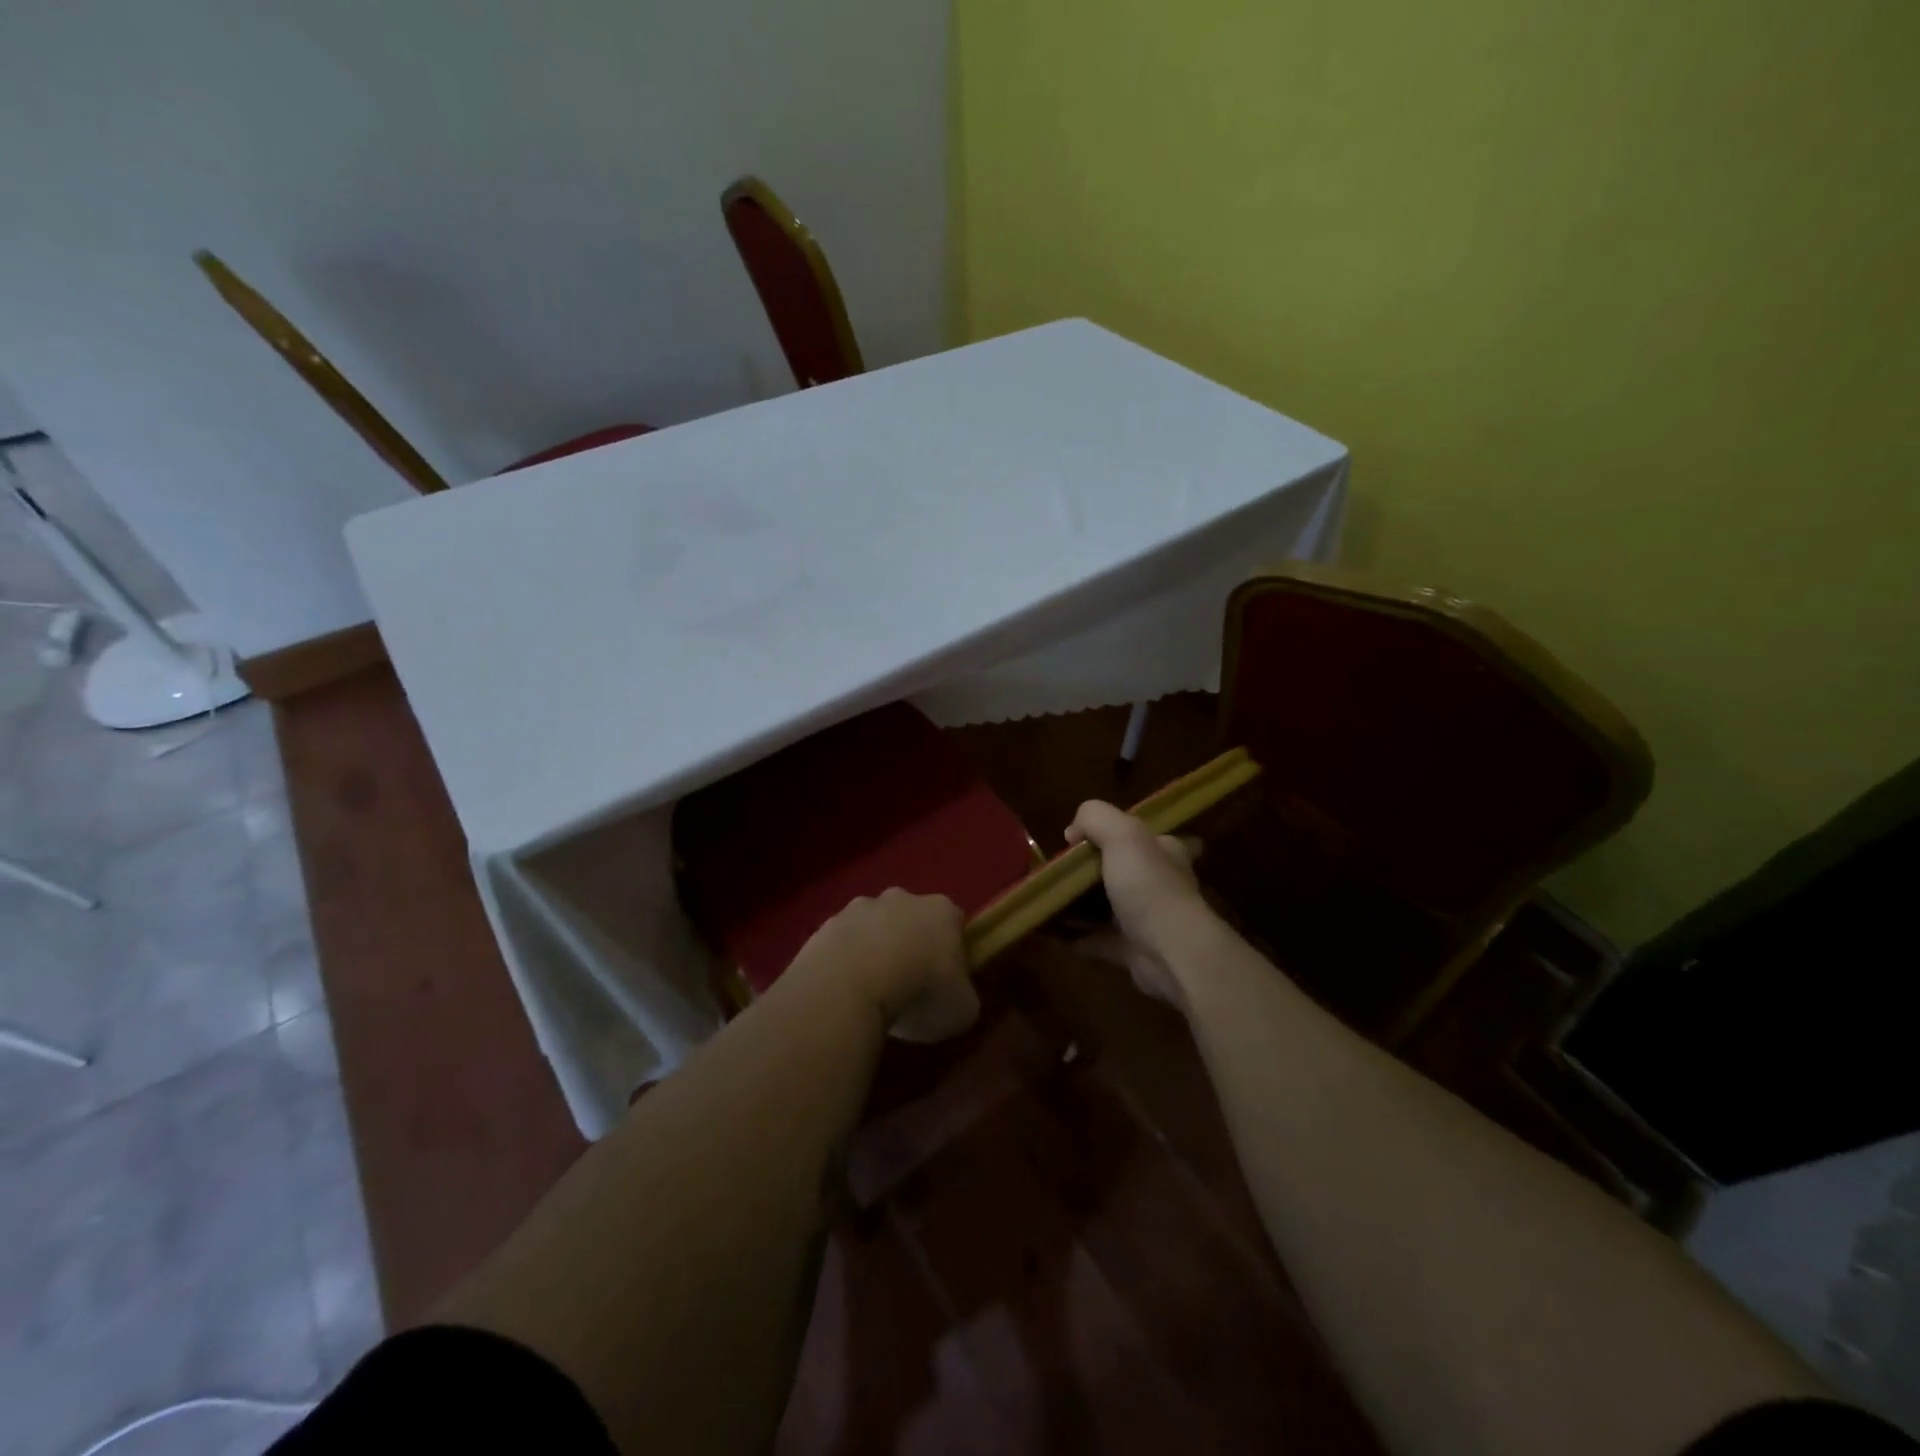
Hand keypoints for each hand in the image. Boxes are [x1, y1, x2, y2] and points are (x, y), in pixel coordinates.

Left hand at [789, 889, 977, 1042]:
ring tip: (869, 992)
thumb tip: (956, 997)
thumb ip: (963, 996)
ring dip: (873, 951)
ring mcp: (859, 908)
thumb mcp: (962, 1009)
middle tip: (907, 985)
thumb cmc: (920, 993)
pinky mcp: (825, 925)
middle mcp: (902, 898)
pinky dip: (843, 963)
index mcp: (942, 911)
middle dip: (909, 944)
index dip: (952, 952)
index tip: (946, 981)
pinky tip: (842, 992)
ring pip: (872, 927)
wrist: (850, 986)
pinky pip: (841, 944)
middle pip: (911, 918)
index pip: (954, 923)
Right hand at [1066, 800, 1212, 1010]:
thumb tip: (1073, 832)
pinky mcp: (1130, 949)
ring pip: (1106, 905)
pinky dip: (1072, 935)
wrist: (1170, 952)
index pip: (1150, 836)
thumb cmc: (1149, 887)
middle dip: (1091, 870)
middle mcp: (1158, 883)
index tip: (1091, 839)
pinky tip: (1048, 929)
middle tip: (1058, 870)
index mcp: (1163, 852)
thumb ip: (1095, 818)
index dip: (1125, 834)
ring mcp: (1145, 919)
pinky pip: (1094, 938)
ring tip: (1045, 897)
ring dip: (1077, 904)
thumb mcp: (1122, 834)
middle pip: (1122, 870)